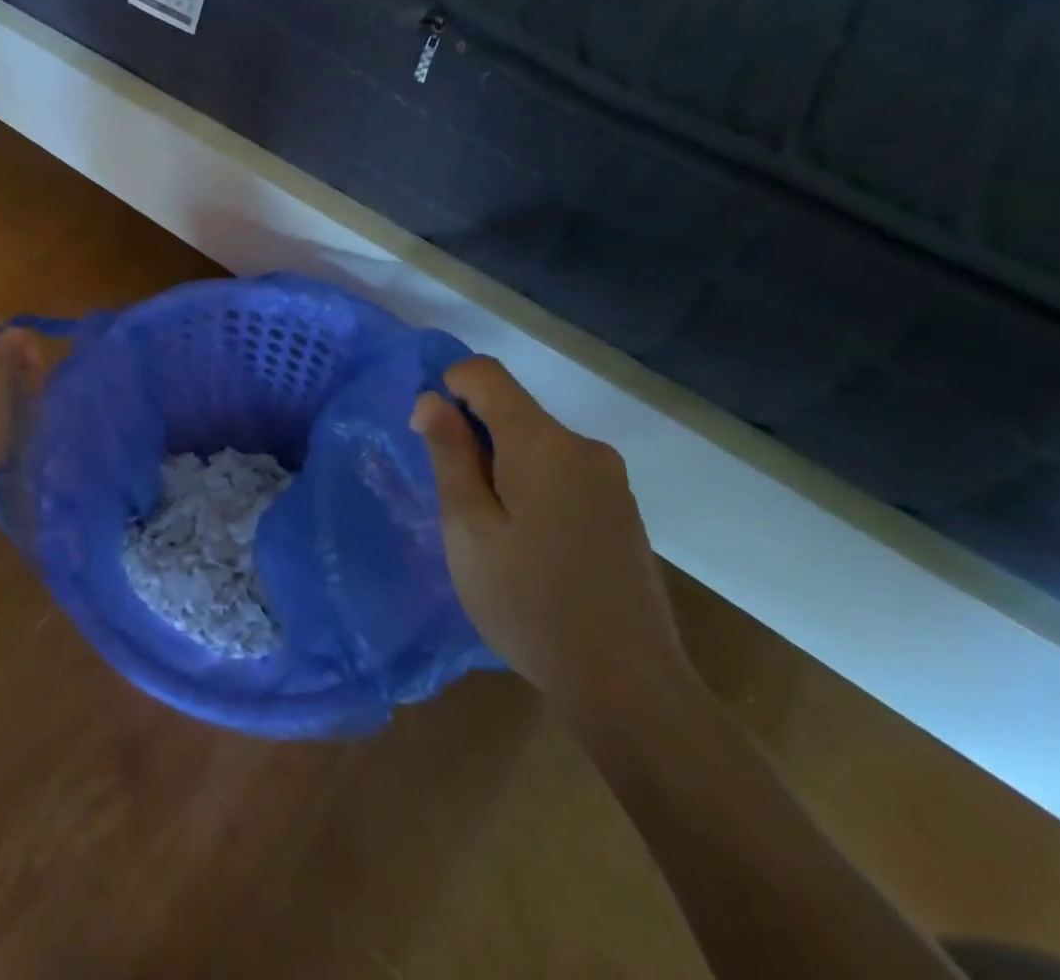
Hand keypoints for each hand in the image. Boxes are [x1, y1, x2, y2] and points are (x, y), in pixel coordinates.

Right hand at [411, 357, 689, 727]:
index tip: (433, 440)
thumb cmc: (527, 601)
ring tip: (494, 534)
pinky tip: (531, 546)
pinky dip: (531, 486)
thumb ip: (449, 454)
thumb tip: (431, 399)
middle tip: (458, 505)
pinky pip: (561, 471)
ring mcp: (610, 479)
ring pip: (535, 443)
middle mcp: (583, 446)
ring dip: (501, 466)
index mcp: (542, 442)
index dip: (448, 389)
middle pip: (511, 409)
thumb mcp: (468, 526)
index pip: (484, 374)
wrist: (628, 686)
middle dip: (473, 437)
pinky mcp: (621, 509)